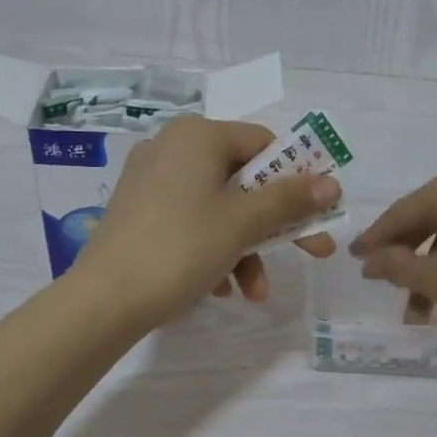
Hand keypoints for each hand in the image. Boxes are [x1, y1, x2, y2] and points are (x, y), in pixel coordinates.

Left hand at [74, 116, 338, 325]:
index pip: (263, 145)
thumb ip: (289, 200)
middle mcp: (172, 147)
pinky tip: (221, 289)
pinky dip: (213, 251)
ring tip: (254, 293)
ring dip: (245, 249)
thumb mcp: (242, 224)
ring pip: (218, 208)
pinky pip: (191, 222)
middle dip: (275, 225)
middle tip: (312, 253)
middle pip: (243, 181)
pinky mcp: (138, 212)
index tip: (318, 213)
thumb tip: (332, 183)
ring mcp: (151, 180)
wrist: (104, 300)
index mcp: (198, 136)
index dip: (297, 179)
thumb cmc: (181, 248)